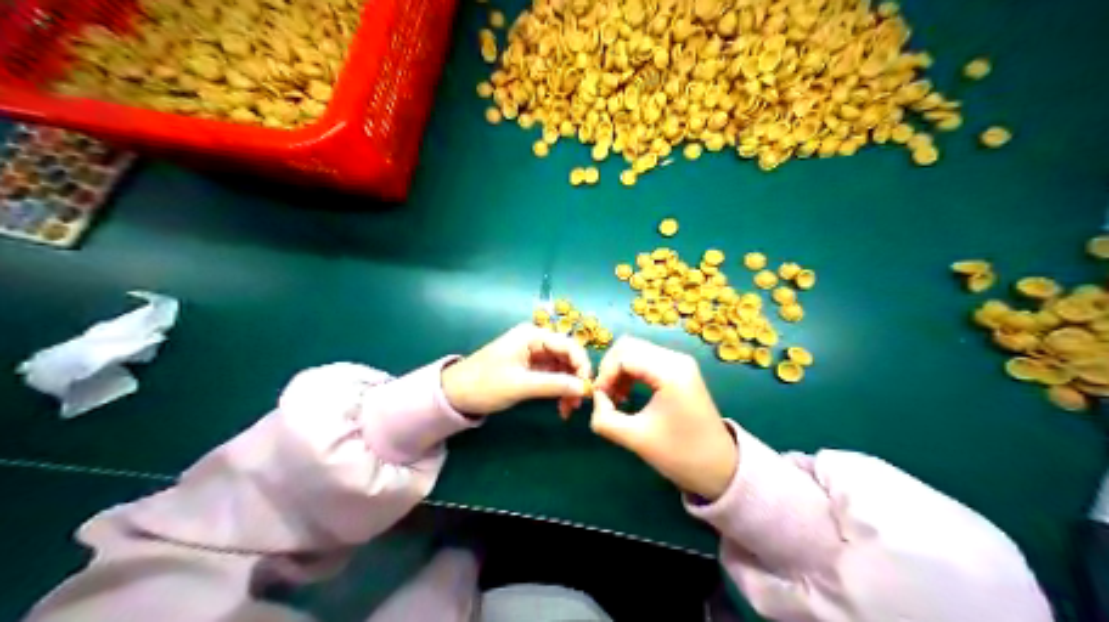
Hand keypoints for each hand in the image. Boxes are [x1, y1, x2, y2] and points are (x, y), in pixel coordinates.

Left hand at [442, 326, 598, 417]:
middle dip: (576, 379)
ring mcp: (533, 354)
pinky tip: (561, 407)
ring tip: (568, 410)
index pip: (569, 345)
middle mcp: (536, 341)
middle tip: (579, 404)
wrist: (454, 395)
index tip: (588, 389)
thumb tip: (585, 388)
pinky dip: (559, 390)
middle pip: (568, 356)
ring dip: (569, 387)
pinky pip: (553, 376)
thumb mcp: (521, 385)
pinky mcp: (530, 368)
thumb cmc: (484, 385)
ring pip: (563, 368)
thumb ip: (554, 385)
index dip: (582, 365)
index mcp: (532, 336)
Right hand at [589, 335, 733, 501]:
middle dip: (610, 368)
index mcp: (670, 372)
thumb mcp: (635, 439)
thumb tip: (596, 399)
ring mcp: (680, 363)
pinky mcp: (680, 370)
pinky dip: (631, 372)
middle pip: (629, 345)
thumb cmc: (680, 455)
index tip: (599, 400)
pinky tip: (628, 394)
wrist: (720, 468)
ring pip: (637, 350)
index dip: (604, 375)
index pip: (624, 356)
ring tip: (615, 399)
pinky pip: (647, 359)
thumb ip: (605, 418)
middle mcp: (676, 359)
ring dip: (619, 370)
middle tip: (605, 397)